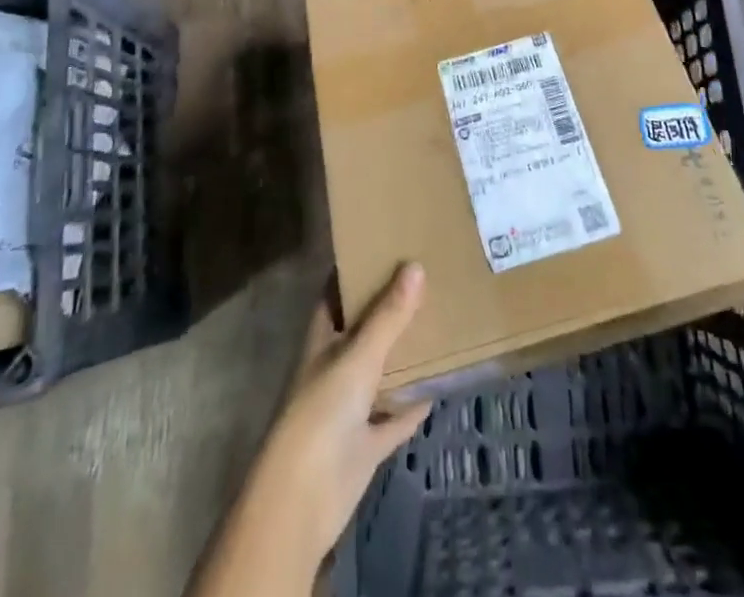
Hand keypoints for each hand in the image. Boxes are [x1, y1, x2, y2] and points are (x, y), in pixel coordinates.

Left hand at [191, 263, 432, 596]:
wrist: (303, 499)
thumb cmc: (322, 412)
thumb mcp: (358, 355)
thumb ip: (389, 315)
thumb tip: (416, 265)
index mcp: (324, 338)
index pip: (338, 294)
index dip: (357, 270)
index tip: (386, 243)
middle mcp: (335, 366)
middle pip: (364, 329)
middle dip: (390, 308)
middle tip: (427, 276)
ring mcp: (349, 407)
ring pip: (381, 372)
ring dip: (404, 355)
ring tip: (440, 322)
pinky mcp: (365, 443)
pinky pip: (394, 417)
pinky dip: (412, 405)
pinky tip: (439, 387)